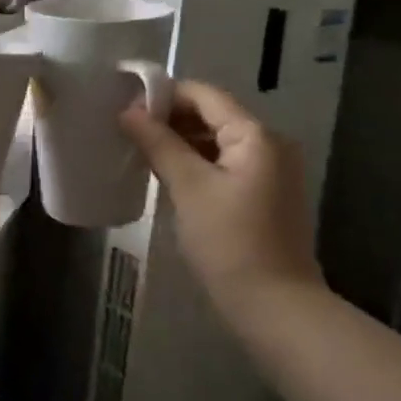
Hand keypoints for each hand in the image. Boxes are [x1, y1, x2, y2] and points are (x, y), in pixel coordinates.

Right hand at [120, 80, 322, 325]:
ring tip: (139, 148)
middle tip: (126, 127)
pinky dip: (195, 162)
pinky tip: (165, 172)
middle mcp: (270, 144)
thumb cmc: (230, 242)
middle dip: (170, 118)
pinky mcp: (263, 194)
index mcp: (256, 135)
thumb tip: (128, 111)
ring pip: (216, 141)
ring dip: (180, 141)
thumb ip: (159, 143)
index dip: (164, 94)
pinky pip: (224, 163)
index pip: (204, 95)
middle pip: (212, 115)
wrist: (275, 306)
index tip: (125, 103)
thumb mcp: (189, 188)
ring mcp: (270, 171)